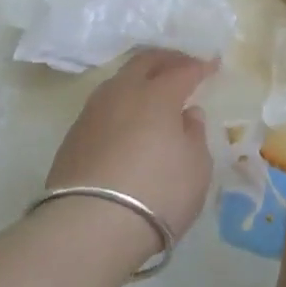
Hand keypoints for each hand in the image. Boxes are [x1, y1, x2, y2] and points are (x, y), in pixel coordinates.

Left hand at [44, 49, 217, 242]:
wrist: (90, 226)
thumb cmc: (157, 193)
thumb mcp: (195, 169)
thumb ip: (194, 136)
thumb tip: (187, 115)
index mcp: (157, 95)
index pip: (182, 70)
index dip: (199, 67)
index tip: (212, 65)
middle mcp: (122, 93)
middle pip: (144, 62)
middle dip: (166, 59)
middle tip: (181, 64)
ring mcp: (93, 112)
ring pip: (119, 81)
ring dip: (139, 79)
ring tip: (152, 90)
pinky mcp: (73, 136)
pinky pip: (103, 106)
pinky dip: (121, 104)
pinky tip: (128, 121)